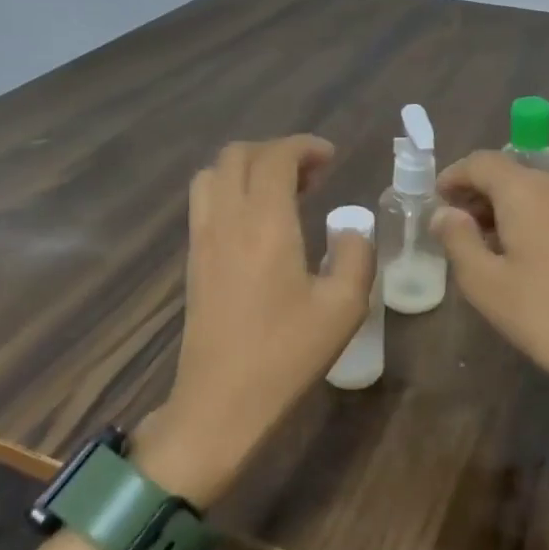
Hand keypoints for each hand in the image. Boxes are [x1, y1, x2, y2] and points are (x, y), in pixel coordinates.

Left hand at [137, 135, 374, 507]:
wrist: (220, 403)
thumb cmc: (286, 355)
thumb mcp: (343, 308)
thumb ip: (355, 256)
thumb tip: (348, 230)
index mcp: (264, 224)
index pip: (274, 157)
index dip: (304, 146)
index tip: (330, 157)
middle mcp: (226, 220)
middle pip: (237, 155)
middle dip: (276, 152)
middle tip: (312, 174)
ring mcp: (203, 239)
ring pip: (213, 174)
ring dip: (248, 168)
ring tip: (283, 192)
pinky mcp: (193, 260)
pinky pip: (205, 202)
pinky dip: (231, 190)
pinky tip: (259, 222)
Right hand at [432, 151, 548, 398]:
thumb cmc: (541, 312)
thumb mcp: (483, 281)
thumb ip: (457, 238)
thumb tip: (444, 212)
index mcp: (527, 190)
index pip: (482, 162)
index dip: (454, 176)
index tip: (437, 200)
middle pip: (511, 174)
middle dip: (480, 194)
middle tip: (458, 227)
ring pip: (537, 191)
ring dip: (508, 207)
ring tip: (490, 244)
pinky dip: (535, 217)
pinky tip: (528, 252)